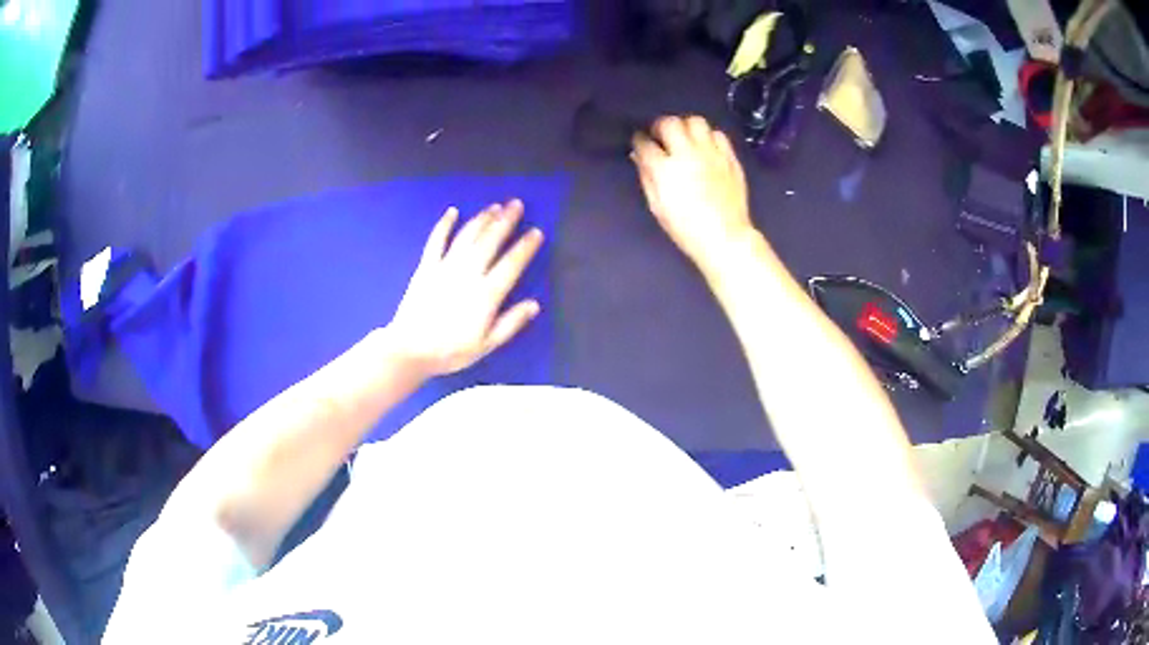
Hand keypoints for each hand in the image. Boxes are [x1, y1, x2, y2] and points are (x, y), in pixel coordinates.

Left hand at [389, 200, 543, 377]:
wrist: (410, 349)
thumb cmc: (451, 351)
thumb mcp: (486, 344)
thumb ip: (511, 323)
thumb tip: (534, 304)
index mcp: (486, 294)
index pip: (511, 264)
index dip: (525, 247)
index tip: (536, 232)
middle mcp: (468, 274)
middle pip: (490, 242)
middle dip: (505, 221)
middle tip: (517, 204)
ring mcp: (445, 267)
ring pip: (468, 236)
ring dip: (482, 219)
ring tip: (495, 206)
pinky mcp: (426, 267)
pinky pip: (436, 241)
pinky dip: (445, 225)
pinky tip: (453, 212)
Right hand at [632, 116, 756, 272]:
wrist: (725, 238)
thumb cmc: (686, 229)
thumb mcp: (657, 207)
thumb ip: (647, 177)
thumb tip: (639, 156)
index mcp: (665, 169)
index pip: (645, 143)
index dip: (639, 141)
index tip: (640, 143)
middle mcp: (688, 154)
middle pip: (670, 123)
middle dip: (661, 127)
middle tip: (661, 137)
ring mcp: (712, 154)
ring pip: (696, 122)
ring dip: (686, 127)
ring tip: (685, 138)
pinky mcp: (730, 158)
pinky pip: (718, 135)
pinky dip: (709, 137)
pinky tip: (706, 148)